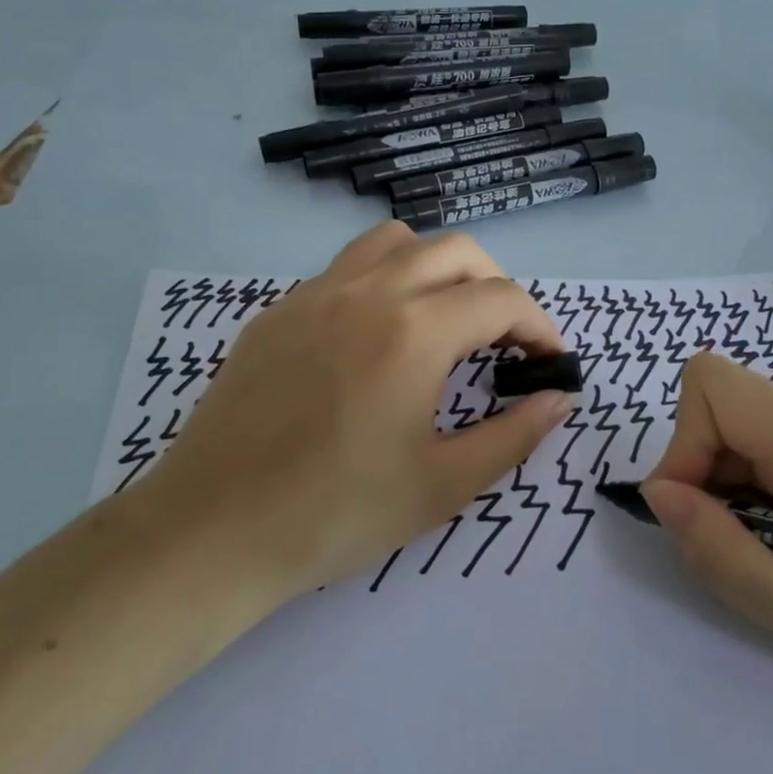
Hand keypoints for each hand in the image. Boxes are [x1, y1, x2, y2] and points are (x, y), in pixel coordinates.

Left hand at [135, 223, 574, 603]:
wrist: (212, 531)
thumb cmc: (336, 514)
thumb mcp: (443, 485)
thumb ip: (514, 435)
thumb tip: (560, 398)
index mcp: (413, 333)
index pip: (501, 299)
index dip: (540, 326)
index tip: (549, 362)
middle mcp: (367, 292)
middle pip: (456, 251)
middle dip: (496, 286)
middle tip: (503, 340)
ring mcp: (314, 294)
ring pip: (395, 242)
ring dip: (436, 267)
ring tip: (442, 320)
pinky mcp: (277, 311)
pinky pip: (345, 268)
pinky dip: (383, 282)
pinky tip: (374, 338)